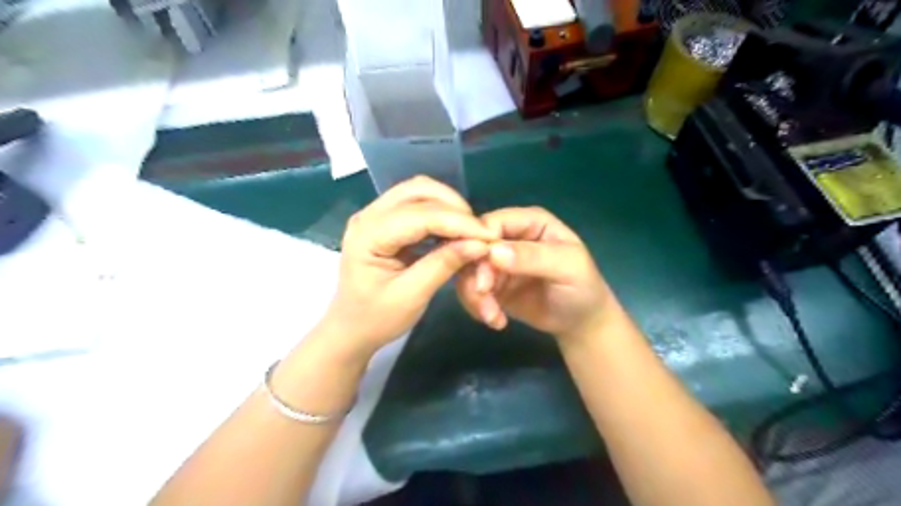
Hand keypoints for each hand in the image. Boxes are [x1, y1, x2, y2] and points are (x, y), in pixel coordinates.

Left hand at [320, 177, 495, 357]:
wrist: (351, 329)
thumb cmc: (376, 318)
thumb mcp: (412, 296)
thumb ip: (443, 265)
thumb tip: (479, 244)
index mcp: (368, 235)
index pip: (419, 215)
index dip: (457, 222)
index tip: (488, 235)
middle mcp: (368, 216)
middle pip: (418, 190)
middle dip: (454, 206)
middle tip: (478, 232)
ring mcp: (375, 215)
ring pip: (419, 191)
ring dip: (448, 206)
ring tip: (469, 231)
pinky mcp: (384, 221)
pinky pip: (416, 204)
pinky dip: (440, 212)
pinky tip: (453, 231)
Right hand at [457, 207, 612, 342]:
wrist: (580, 322)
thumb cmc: (582, 287)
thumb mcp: (567, 267)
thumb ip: (533, 257)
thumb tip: (493, 252)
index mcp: (529, 222)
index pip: (492, 222)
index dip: (479, 242)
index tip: (480, 271)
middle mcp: (509, 238)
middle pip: (473, 247)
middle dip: (475, 276)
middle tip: (485, 298)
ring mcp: (497, 262)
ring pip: (468, 271)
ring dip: (475, 296)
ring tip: (494, 318)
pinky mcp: (491, 284)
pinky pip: (470, 291)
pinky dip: (478, 307)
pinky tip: (497, 321)